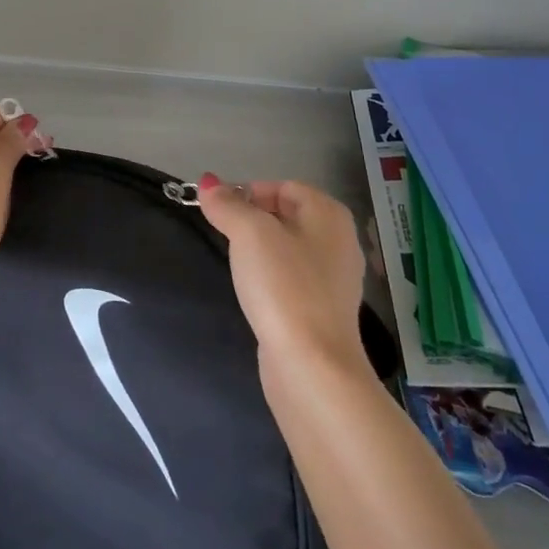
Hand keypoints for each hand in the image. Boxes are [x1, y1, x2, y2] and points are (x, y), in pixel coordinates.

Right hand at [196, 175, 367, 373]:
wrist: (312, 366)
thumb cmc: (283, 286)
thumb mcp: (249, 233)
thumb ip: (227, 204)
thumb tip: (208, 182)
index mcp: (329, 214)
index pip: (284, 186)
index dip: (249, 191)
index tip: (220, 211)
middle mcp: (339, 241)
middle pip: (287, 215)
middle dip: (253, 219)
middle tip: (225, 234)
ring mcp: (335, 279)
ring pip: (289, 248)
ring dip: (261, 250)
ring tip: (236, 263)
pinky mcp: (325, 311)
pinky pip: (293, 279)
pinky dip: (272, 278)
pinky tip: (255, 292)